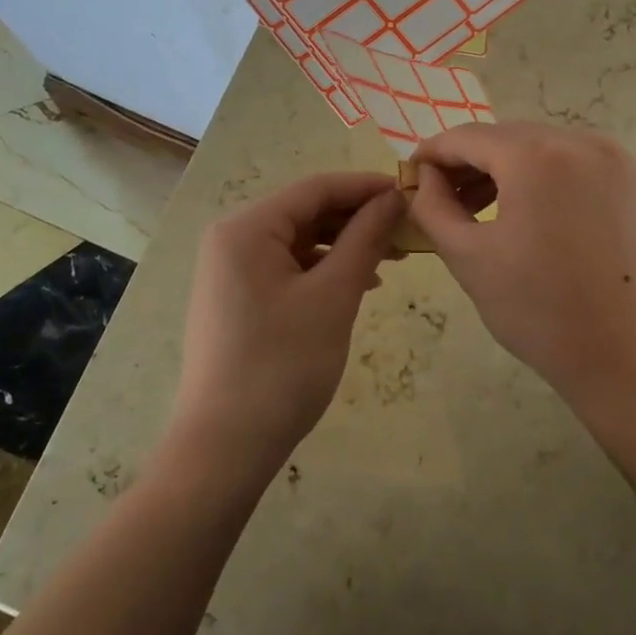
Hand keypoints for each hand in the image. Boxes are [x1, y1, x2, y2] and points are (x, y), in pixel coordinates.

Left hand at [172, 172, 402, 479]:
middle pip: (305, 212)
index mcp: (247, 228)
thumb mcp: (333, 297)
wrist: (224, 447)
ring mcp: (230, 271)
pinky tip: (356, 284)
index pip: (316, 189)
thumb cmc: (282, 365)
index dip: (366, 187)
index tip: (412, 192)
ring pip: (298, 242)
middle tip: (407, 231)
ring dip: (343, 245)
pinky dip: (322, 270)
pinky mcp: (236, 298)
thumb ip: (364, 239)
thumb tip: (393, 197)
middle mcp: (232, 239)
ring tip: (391, 260)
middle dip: (357, 219)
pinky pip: (286, 268)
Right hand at [408, 123, 635, 408]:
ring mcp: (613, 159)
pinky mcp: (632, 182)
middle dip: (468, 162)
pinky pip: (571, 164)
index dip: (431, 154)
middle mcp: (579, 141)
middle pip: (505, 137)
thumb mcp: (469, 258)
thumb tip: (424, 177)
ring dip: (503, 169)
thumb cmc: (542, 312)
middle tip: (442, 199)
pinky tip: (527, 213)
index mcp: (536, 156)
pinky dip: (541, 177)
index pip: (467, 137)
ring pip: (540, 148)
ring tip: (479, 209)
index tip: (409, 178)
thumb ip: (432, 207)